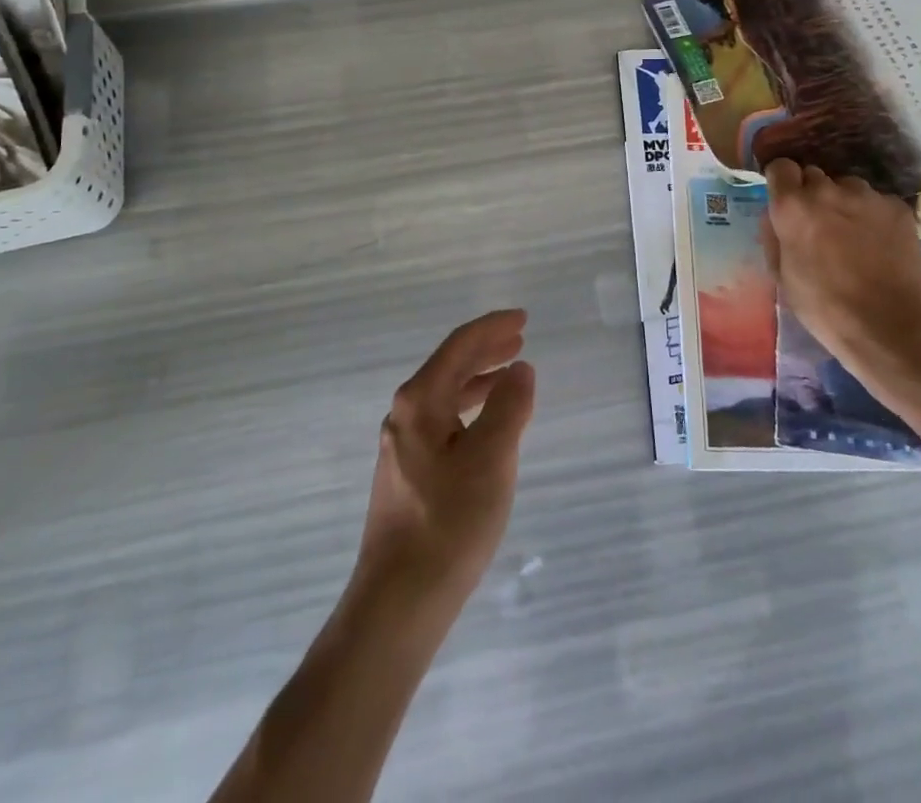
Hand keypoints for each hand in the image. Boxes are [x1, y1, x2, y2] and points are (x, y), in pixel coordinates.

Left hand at [355, 310, 535, 614]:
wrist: (398, 603)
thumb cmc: (449, 523)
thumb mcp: (492, 458)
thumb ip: (509, 406)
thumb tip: (520, 370)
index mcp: (420, 401)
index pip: (459, 346)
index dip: (492, 328)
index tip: (523, 318)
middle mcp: (405, 414)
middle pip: (450, 366)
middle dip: (486, 349)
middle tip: (520, 339)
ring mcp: (403, 445)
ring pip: (446, 395)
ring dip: (480, 379)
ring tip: (511, 374)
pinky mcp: (408, 473)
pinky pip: (444, 421)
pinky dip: (471, 409)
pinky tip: (489, 425)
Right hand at [760, 159, 920, 410]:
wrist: (891, 327)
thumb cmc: (825, 308)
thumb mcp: (782, 277)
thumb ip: (774, 237)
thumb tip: (775, 217)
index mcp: (792, 206)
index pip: (781, 167)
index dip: (782, 183)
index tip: (785, 201)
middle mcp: (827, 190)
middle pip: (814, 176)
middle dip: (813, 195)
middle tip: (819, 225)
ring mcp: (866, 196)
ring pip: (847, 188)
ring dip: (844, 204)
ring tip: (854, 237)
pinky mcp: (897, 207)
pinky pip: (877, 203)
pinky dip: (874, 217)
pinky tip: (880, 245)